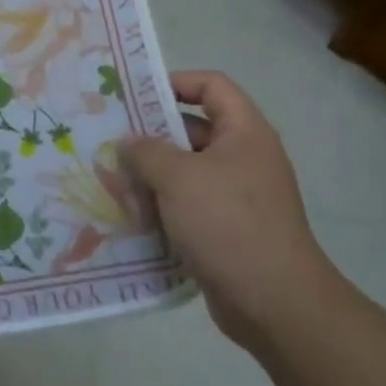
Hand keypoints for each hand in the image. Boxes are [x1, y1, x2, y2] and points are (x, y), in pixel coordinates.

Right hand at [121, 71, 341, 350]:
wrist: (274, 303)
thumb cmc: (228, 223)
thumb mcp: (177, 178)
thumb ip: (146, 152)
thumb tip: (129, 142)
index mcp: (244, 133)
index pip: (212, 85)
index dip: (176, 82)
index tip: (136, 96)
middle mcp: (244, 158)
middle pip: (193, 129)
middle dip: (151, 136)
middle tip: (111, 141)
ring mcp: (238, 196)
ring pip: (186, 171)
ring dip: (152, 176)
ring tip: (113, 182)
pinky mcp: (228, 229)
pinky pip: (189, 205)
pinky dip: (163, 207)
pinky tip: (132, 216)